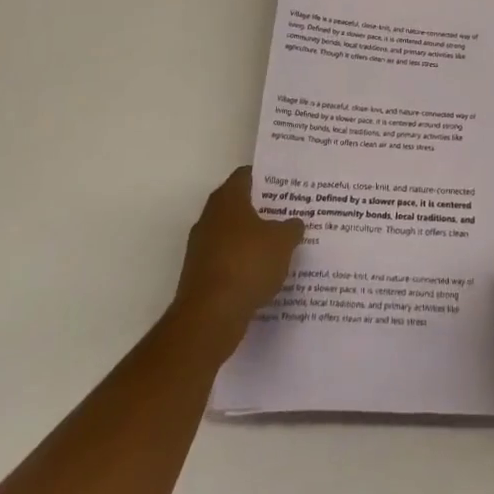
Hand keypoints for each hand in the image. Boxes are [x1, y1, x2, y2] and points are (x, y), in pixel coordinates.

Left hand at [172, 168, 303, 341]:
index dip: (266, 178)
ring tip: (279, 247)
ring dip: (251, 241)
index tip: (285, 185)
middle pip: (238, 205)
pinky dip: (241, 266)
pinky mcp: (198, 277)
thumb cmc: (247, 264)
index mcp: (228, 199)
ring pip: (232, 236)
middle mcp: (209, 218)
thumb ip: (291, 227)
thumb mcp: (282, 242)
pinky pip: (226, 262)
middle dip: (261, 210)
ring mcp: (200, 249)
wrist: (209, 318)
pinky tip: (262, 276)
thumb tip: (294, 223)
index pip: (246, 175)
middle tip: (287, 214)